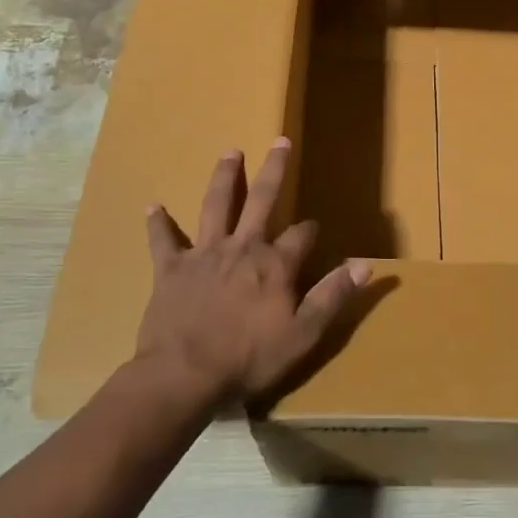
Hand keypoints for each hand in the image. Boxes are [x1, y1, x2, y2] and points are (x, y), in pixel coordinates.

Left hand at [136, 139, 367, 404]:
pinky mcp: (171, 269)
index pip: (302, 235)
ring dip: (224, 177)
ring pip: (216, 206)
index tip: (315, 229)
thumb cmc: (248, 358)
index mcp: (275, 264)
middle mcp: (242, 247)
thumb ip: (333, 296)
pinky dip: (158, 224)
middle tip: (280, 141)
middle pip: (262, 200)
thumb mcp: (303, 334)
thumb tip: (365, 265)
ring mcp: (204, 254)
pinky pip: (163, 241)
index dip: (311, 230)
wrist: (184, 375)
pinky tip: (153, 206)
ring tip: (230, 152)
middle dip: (274, 170)